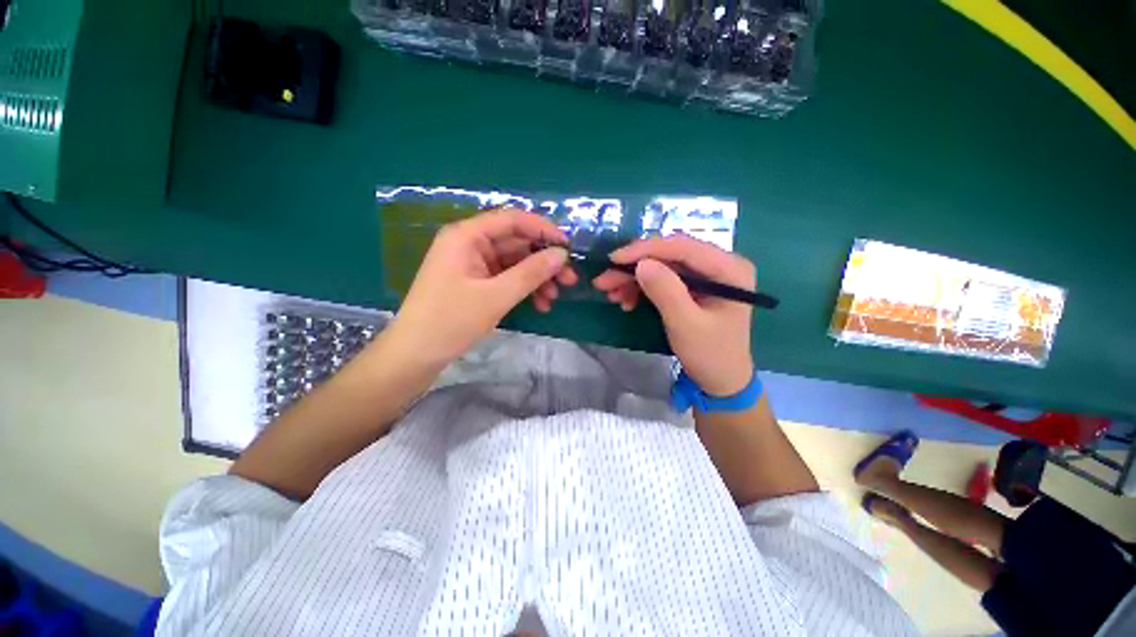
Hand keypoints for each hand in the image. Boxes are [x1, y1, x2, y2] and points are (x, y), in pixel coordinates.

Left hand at [387, 209, 577, 365]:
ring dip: (537, 278)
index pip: (512, 220)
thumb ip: (531, 273)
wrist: (416, 355)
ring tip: (554, 297)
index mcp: (466, 236)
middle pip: (516, 243)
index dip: (543, 230)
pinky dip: (524, 289)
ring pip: (514, 263)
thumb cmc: (451, 321)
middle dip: (543, 261)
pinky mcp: (476, 283)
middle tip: (569, 279)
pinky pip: (506, 279)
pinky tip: (540, 305)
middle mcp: (470, 244)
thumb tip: (562, 254)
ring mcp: (473, 264)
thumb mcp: (496, 296)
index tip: (568, 247)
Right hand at [593, 236, 755, 395]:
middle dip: (634, 266)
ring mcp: (706, 275)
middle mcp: (720, 264)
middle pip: (670, 255)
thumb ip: (665, 291)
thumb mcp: (686, 325)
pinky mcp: (694, 286)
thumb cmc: (710, 355)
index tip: (614, 259)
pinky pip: (663, 279)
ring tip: (612, 295)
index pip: (683, 247)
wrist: (721, 380)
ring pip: (662, 266)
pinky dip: (641, 288)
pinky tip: (627, 301)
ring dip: (634, 279)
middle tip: (604, 280)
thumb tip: (641, 263)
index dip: (646, 250)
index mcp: (729, 268)